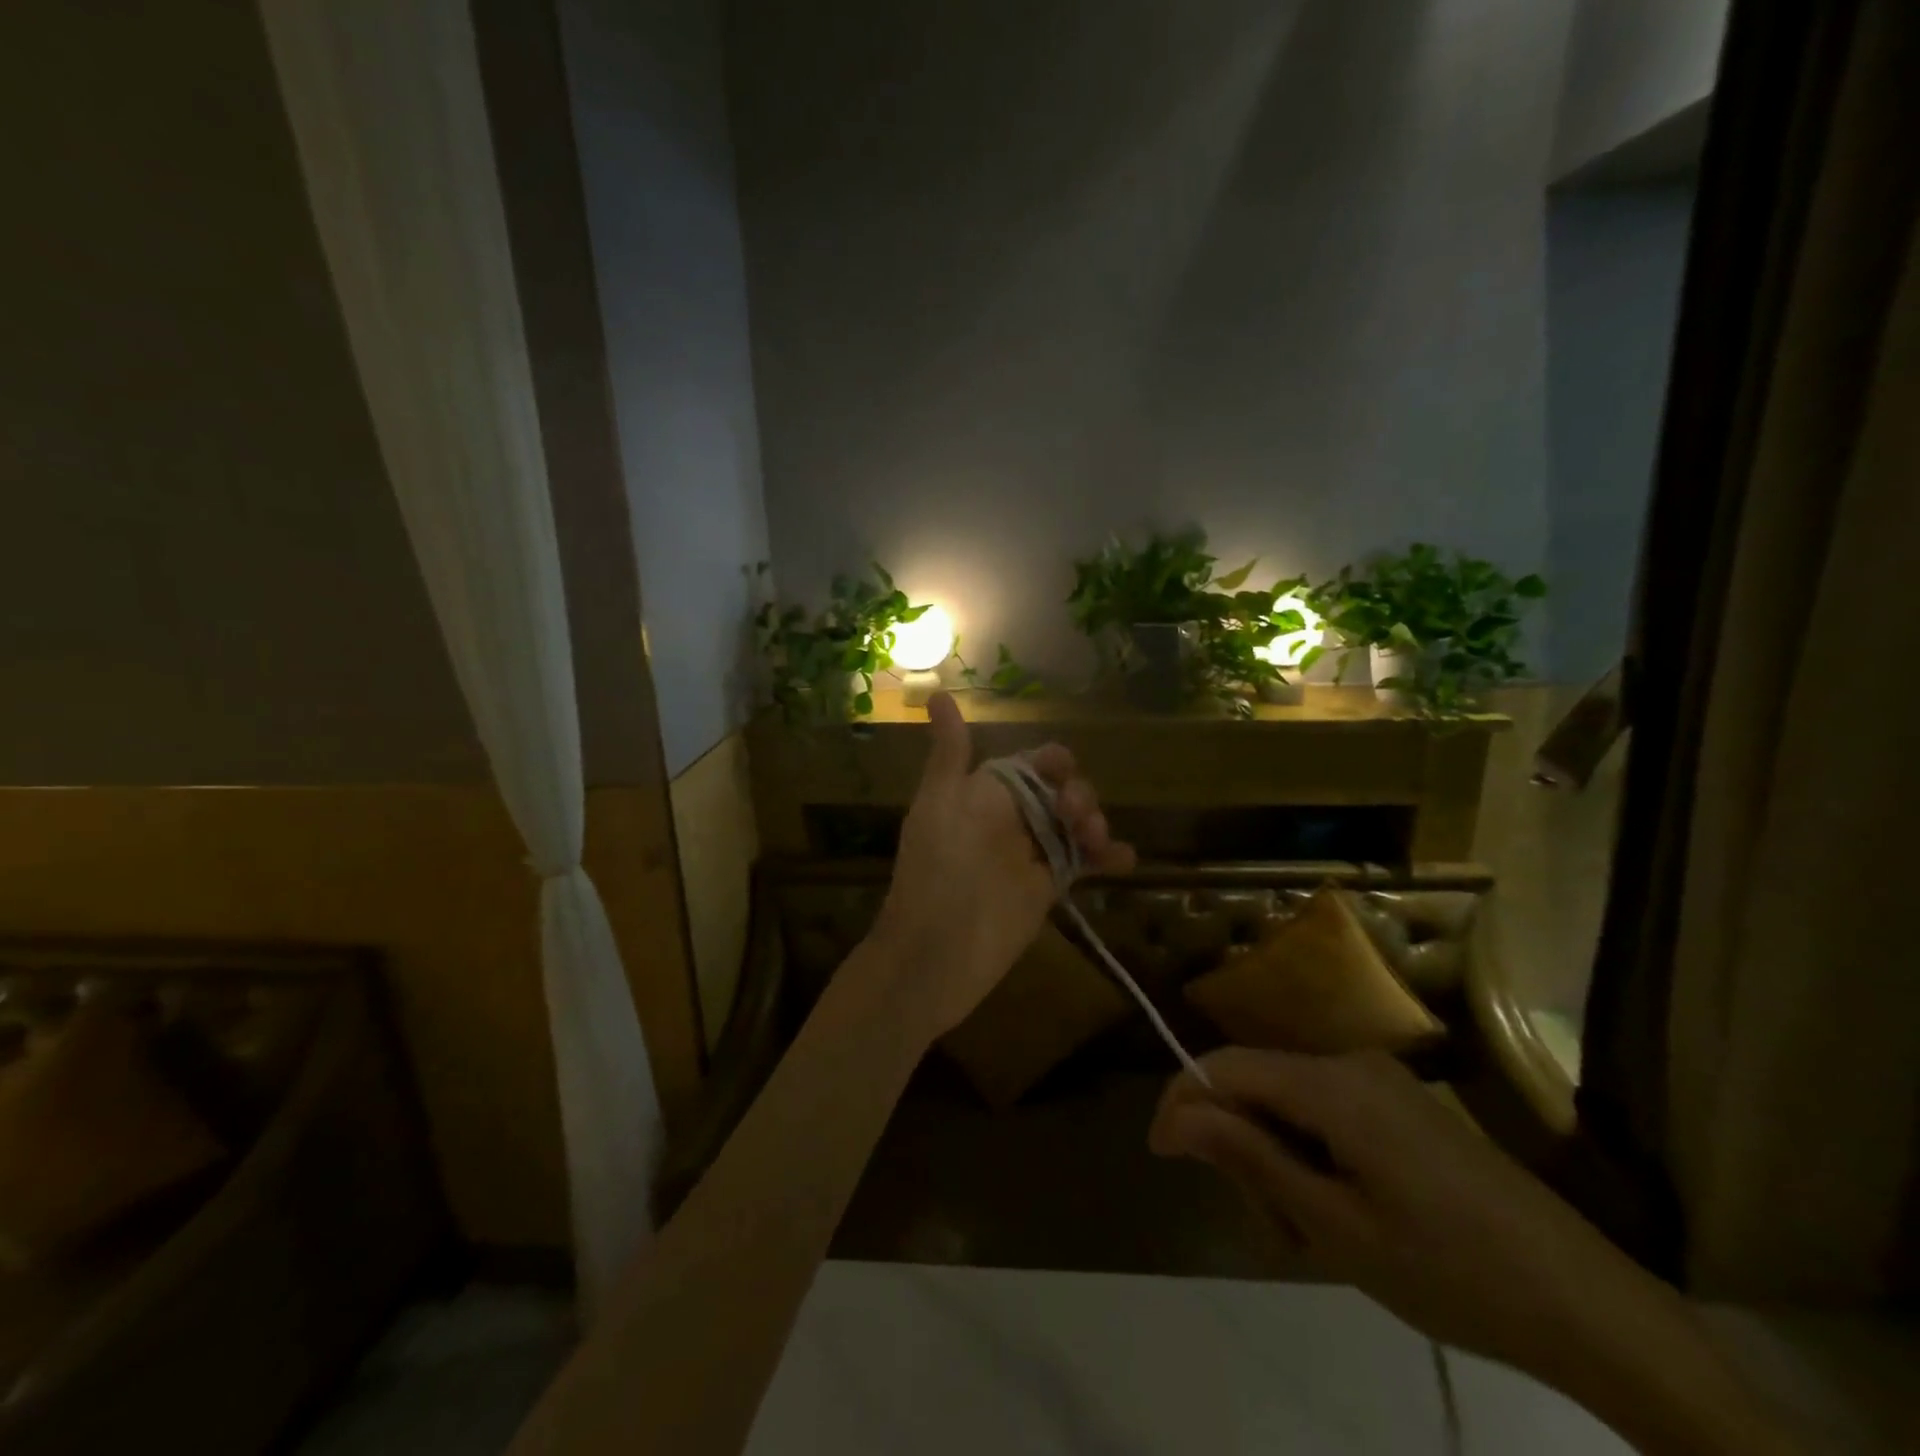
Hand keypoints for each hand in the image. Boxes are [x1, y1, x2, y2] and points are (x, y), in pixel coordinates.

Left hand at [873, 691, 1133, 1039]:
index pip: (1028, 765)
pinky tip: (1126, 859)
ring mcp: (1030, 855)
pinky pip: (1082, 864)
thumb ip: (949, 754)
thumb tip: (938, 694)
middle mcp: (1010, 820)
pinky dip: (1107, 857)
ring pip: (1074, 825)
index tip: (1064, 768)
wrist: (935, 954)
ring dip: (1095, 821)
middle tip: (1079, 815)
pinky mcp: (1046, 890)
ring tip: (1097, 837)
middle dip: (1077, 794)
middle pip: (1059, 792)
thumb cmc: (935, 871)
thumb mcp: (939, 803)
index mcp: (983, 794)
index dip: (1051, 762)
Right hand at [1149, 1049, 1793, 1451]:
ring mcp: (1382, 1082)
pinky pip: (1327, 1113)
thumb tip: (1174, 1116)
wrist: (1593, 1308)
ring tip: (1310, 1235)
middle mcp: (1351, 1063)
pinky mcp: (1404, 1106)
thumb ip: (1248, 1157)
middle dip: (1241, 1145)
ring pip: (1289, 1102)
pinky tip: (1341, 1214)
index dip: (1182, 1102)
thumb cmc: (1451, 1271)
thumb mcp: (1334, 1225)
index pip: (1224, 1066)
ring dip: (1277, 1159)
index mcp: (1331, 1083)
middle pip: (1256, 1084)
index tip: (1161, 1156)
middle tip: (1269, 1227)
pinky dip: (1312, 1156)